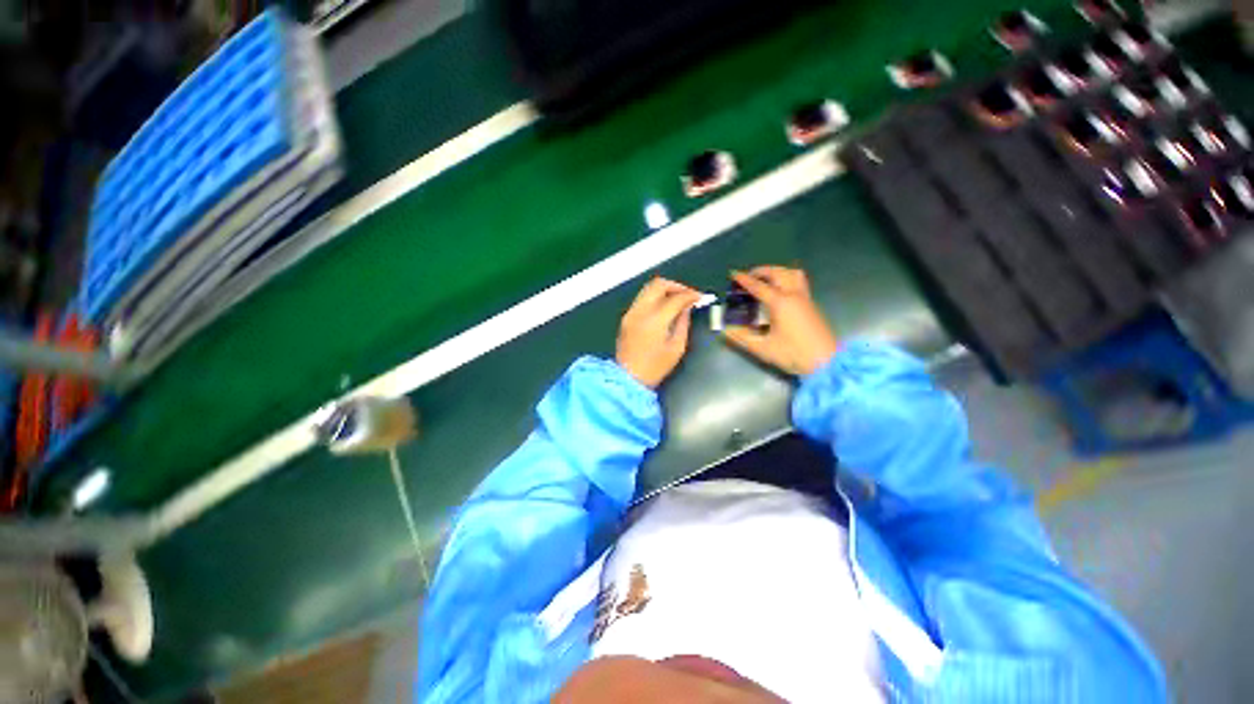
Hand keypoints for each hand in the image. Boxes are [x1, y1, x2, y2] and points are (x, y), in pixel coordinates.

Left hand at [617, 277, 701, 387]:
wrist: (628, 378)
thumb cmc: (655, 367)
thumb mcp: (676, 347)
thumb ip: (683, 323)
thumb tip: (687, 308)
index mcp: (655, 319)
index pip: (676, 298)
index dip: (691, 295)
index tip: (701, 297)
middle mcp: (640, 311)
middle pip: (658, 284)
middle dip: (677, 286)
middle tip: (689, 295)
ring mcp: (631, 312)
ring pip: (648, 289)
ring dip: (665, 290)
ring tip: (678, 300)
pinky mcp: (626, 317)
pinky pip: (642, 298)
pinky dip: (655, 297)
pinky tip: (665, 307)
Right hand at [722, 267, 838, 375]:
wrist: (826, 363)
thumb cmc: (793, 355)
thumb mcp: (763, 348)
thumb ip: (741, 338)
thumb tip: (725, 330)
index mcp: (780, 303)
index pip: (758, 286)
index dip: (744, 280)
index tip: (733, 274)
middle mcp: (794, 295)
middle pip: (778, 273)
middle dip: (762, 271)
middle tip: (749, 276)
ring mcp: (805, 299)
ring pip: (792, 274)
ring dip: (777, 272)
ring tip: (766, 279)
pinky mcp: (812, 305)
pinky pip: (799, 282)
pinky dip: (786, 279)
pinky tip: (780, 291)